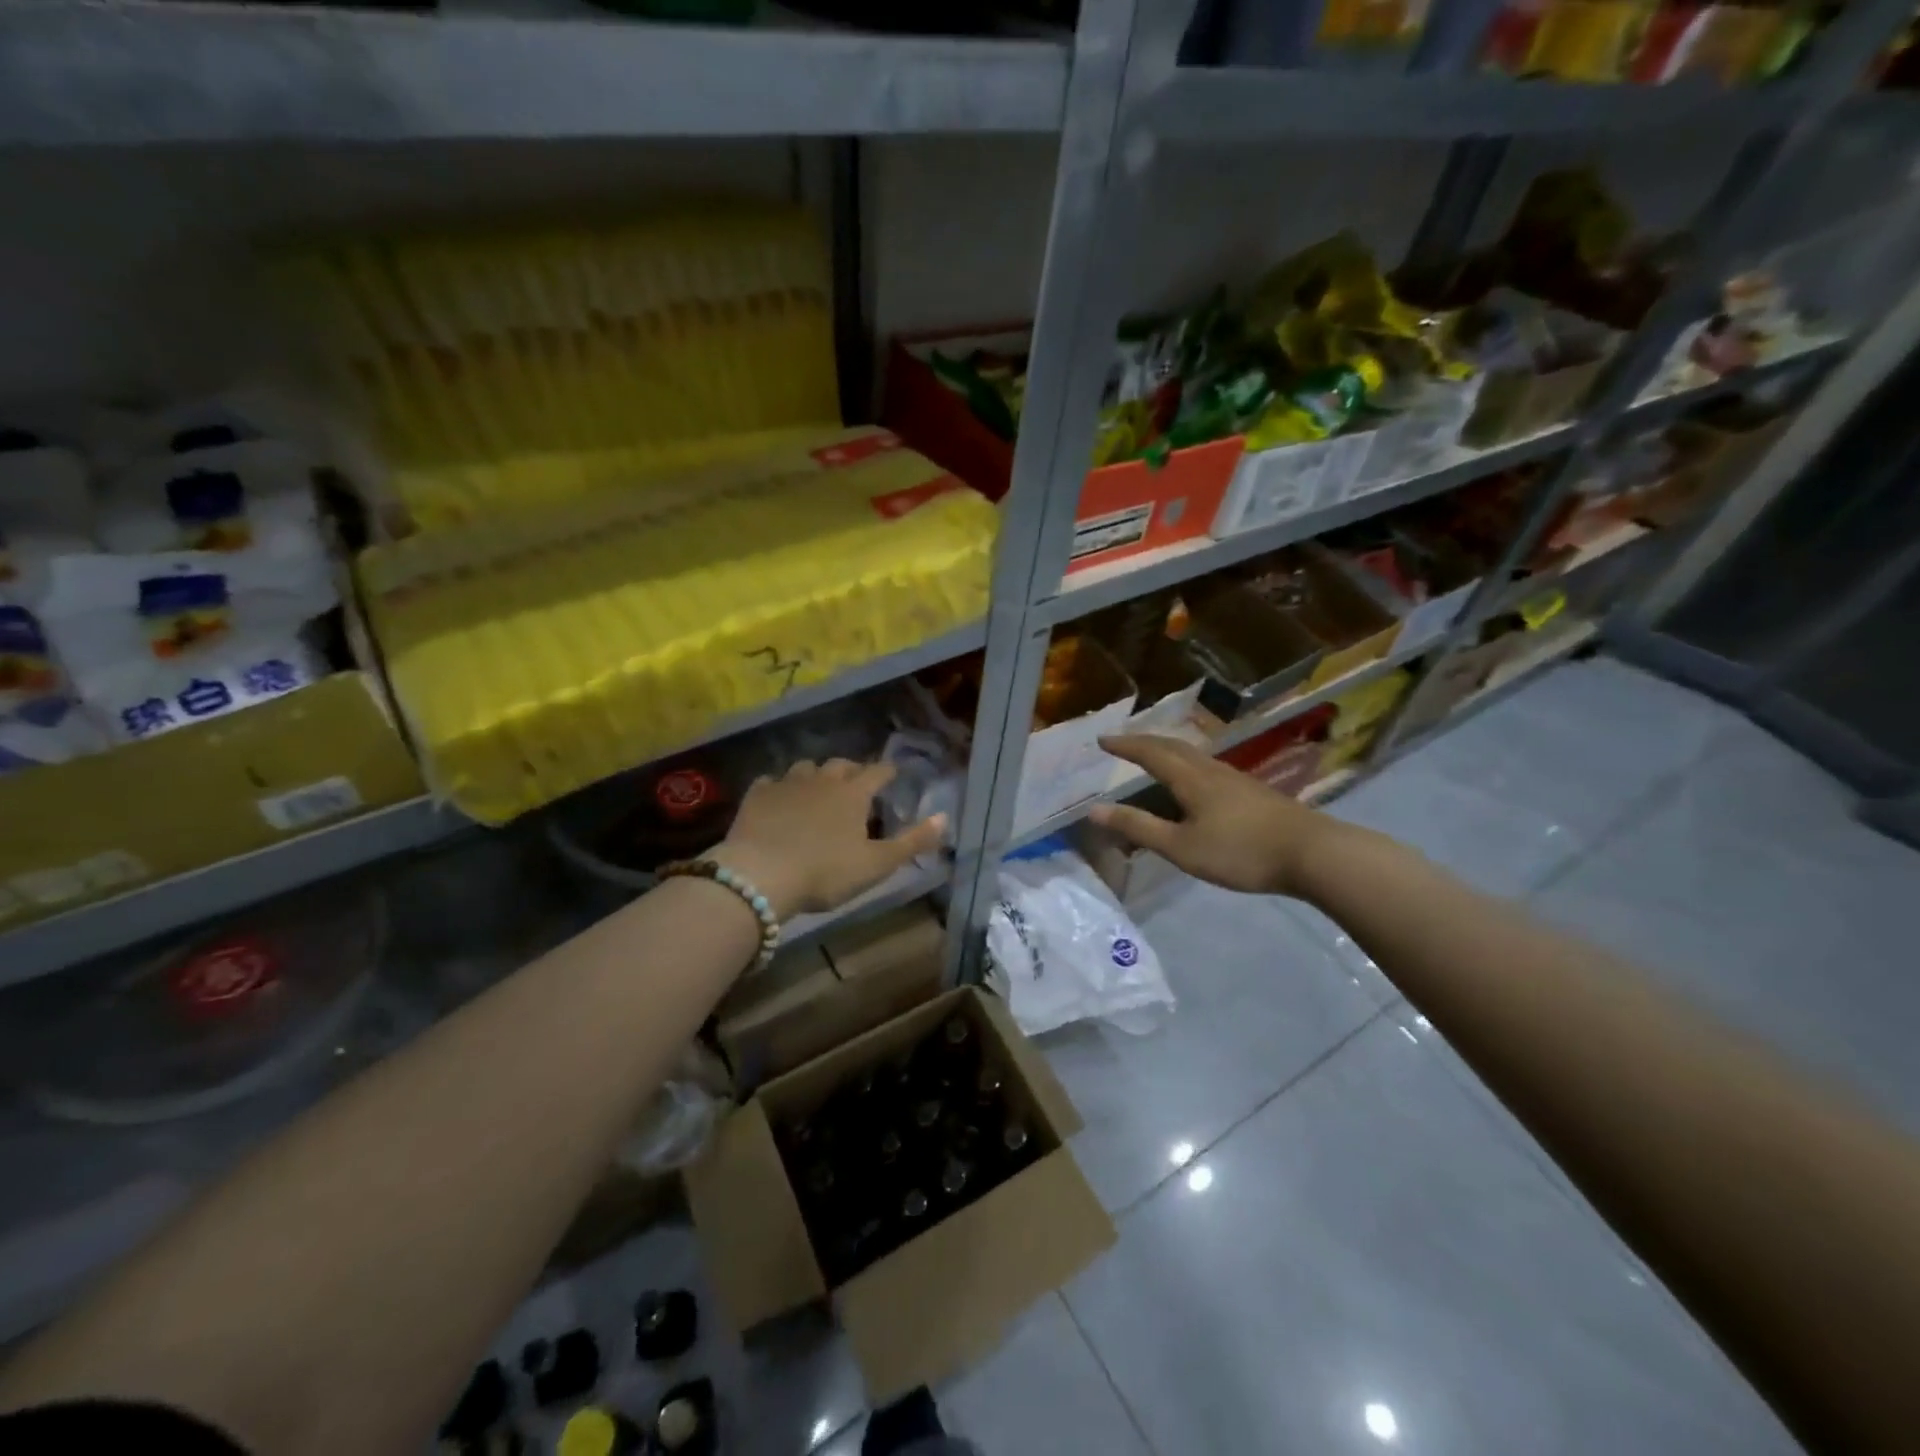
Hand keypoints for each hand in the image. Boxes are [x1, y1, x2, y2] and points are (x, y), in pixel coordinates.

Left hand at [710, 759, 946, 920]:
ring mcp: (786, 784)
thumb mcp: (877, 864)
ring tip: (817, 789)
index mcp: (853, 794)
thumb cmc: (825, 872)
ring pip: (806, 767)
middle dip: (852, 770)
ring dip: (816, 775)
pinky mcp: (757, 795)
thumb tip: (944, 817)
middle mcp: (822, 779)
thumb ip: (913, 841)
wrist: (760, 875)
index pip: (878, 772)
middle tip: (856, 784)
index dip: (888, 772)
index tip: (893, 774)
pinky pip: (771, 781)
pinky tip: (778, 798)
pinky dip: (779, 787)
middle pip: (841, 765)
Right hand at [1088, 734, 1342, 897]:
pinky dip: (1187, 765)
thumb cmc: (1241, 851)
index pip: (1150, 753)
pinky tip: (1194, 781)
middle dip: (1144, 741)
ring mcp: (1235, 779)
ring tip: (1153, 756)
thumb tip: (1094, 810)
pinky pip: (1207, 768)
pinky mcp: (1252, 792)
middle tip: (1122, 742)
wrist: (1312, 854)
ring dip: (1167, 750)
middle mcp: (1211, 770)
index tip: (1102, 740)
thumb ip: (1138, 827)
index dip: (1125, 745)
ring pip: (1193, 755)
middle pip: (1173, 746)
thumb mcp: (1181, 846)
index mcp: (1190, 778)